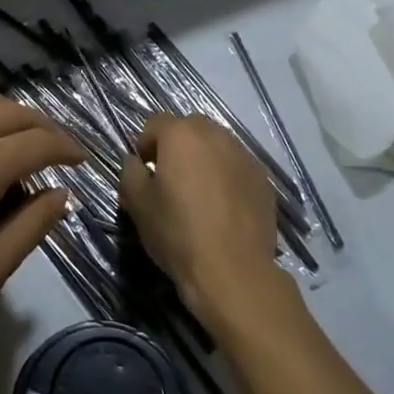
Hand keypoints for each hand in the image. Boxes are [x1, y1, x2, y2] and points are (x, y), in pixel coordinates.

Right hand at [119, 113, 293, 332]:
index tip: (144, 171)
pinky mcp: (264, 180)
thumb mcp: (137, 204)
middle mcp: (216, 135)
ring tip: (199, 194)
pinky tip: (223, 208)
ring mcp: (245, 156)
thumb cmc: (178, 233)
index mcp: (181, 135)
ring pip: (218, 146)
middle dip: (178, 146)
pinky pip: (238, 167)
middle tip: (171, 179)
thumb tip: (135, 161)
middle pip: (190, 128)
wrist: (233, 271)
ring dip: (205, 159)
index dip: (145, 144)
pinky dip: (227, 177)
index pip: (156, 122)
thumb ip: (130, 172)